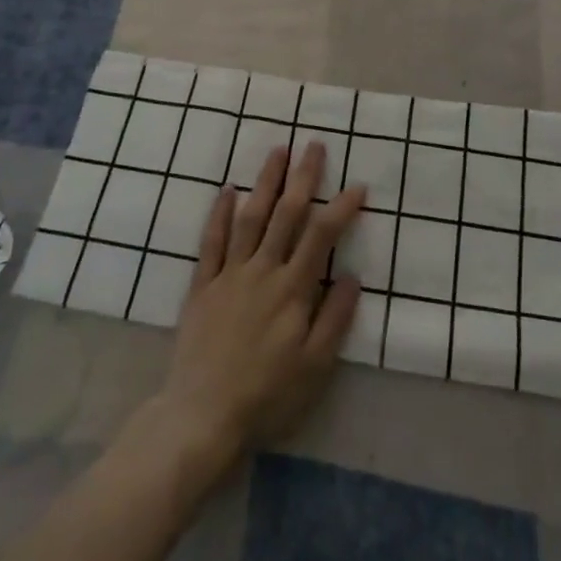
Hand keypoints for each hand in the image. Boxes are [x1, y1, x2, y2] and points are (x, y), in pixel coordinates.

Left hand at [147, 143, 365, 470]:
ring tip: (278, 150)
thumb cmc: (267, 395)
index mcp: (292, 290)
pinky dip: (220, 213)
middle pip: (286, 215)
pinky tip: (228, 189)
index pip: (321, 237)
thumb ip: (334, 319)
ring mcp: (230, 274)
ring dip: (266, 182)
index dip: (341, 208)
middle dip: (303, 177)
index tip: (358, 187)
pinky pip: (212, 241)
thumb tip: (354, 276)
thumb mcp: (314, 368)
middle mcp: (263, 271)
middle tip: (314, 145)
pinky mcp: (203, 285)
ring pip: (251, 217)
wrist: (202, 415)